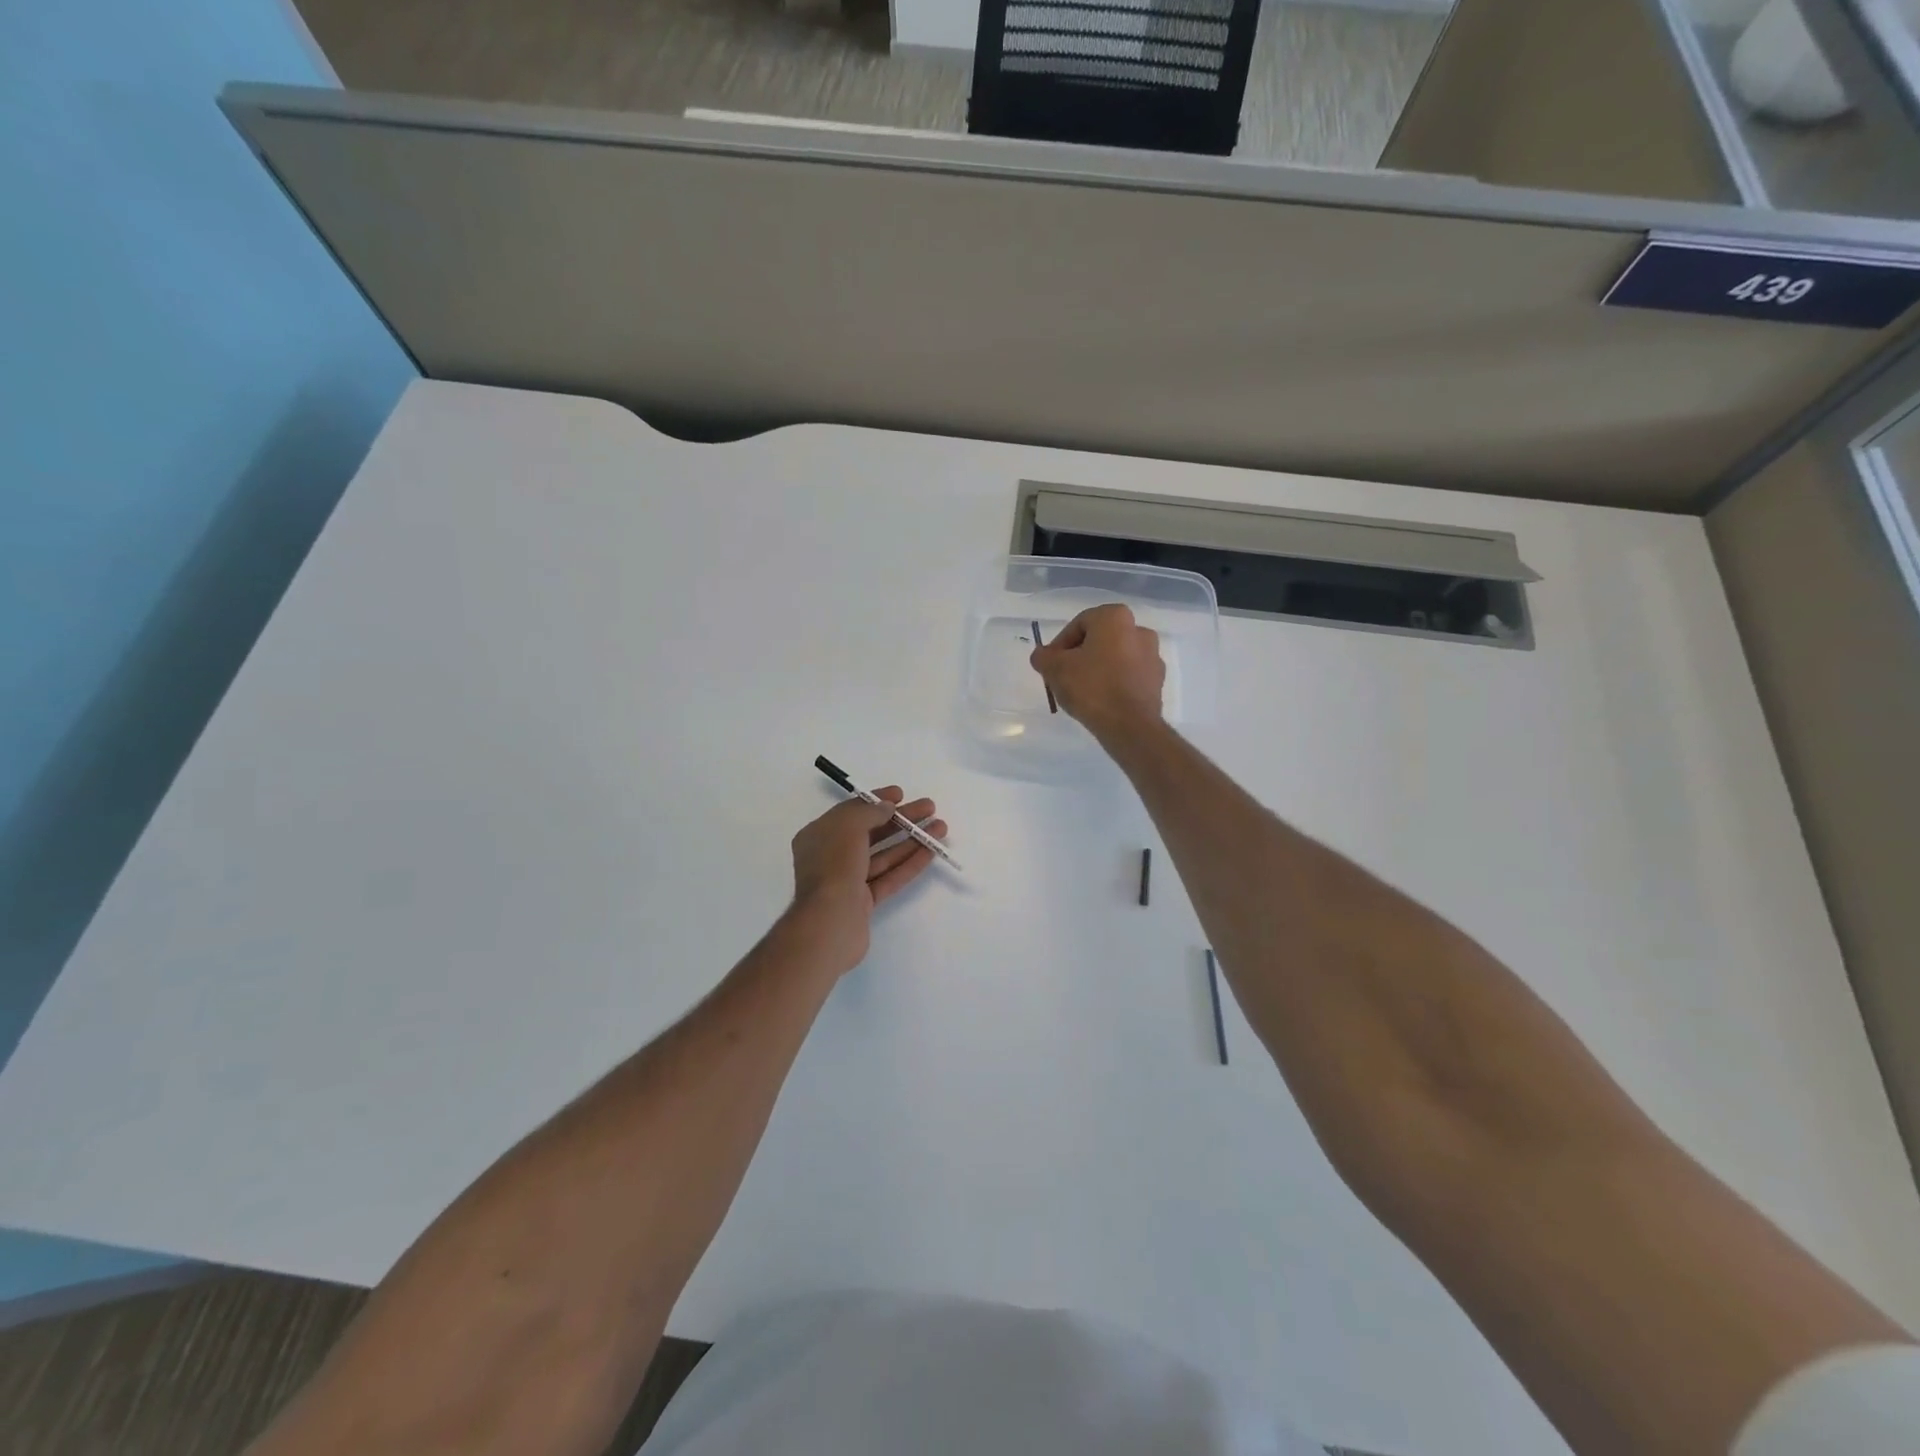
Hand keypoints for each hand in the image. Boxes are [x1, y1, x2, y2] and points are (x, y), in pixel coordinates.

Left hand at [788, 787, 947, 972]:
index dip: (876, 800)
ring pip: (884, 855)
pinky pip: (890, 876)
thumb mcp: (849, 826)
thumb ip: (870, 811)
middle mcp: (831, 856)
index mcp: (819, 835)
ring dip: (912, 839)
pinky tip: (931, 851)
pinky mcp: (864, 902)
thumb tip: (887, 807)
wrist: (829, 922)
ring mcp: (848, 881)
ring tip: (940, 827)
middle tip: (930, 807)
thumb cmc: (834, 865)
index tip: (901, 793)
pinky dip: (910, 863)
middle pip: (872, 832)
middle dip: (901, 819)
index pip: (851, 811)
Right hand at [1030, 604, 1165, 741]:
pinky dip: (1114, 683)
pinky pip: (1128, 676)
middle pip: (1099, 640)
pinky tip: (1101, 701)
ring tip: (1082, 692)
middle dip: (1080, 656)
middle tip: (1064, 677)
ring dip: (1098, 669)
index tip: (1051, 665)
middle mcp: (1139, 630)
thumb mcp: (1055, 669)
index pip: (1078, 624)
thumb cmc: (1091, 687)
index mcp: (1115, 617)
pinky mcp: (1157, 681)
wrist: (1129, 725)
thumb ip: (1043, 657)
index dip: (1060, 645)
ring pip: (1115, 658)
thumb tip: (1042, 656)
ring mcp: (1152, 656)